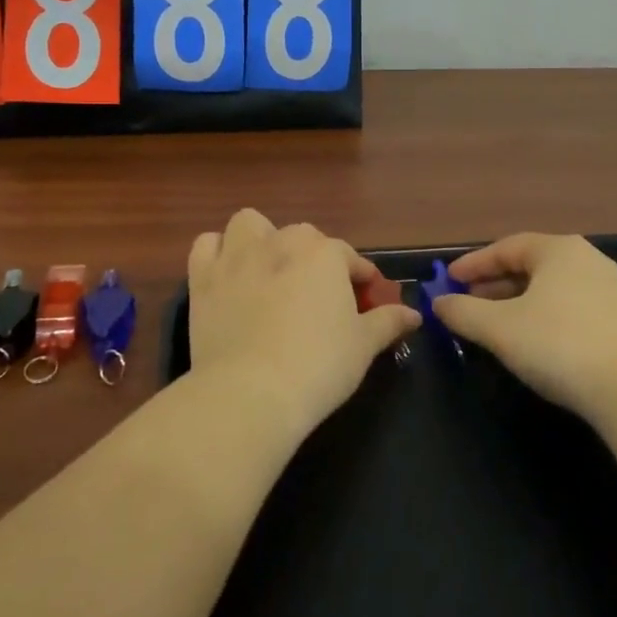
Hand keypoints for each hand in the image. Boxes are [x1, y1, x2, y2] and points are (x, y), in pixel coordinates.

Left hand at [188, 210, 420, 439]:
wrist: (251, 392)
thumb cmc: (318, 366)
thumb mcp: (363, 346)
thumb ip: (388, 322)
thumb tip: (413, 314)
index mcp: (323, 254)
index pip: (349, 258)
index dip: (360, 278)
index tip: (367, 300)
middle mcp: (280, 242)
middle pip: (302, 237)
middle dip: (313, 258)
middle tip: (318, 295)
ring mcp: (237, 256)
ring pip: (250, 224)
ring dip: (261, 239)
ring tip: (268, 270)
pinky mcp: (202, 277)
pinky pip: (206, 245)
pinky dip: (217, 253)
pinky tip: (227, 275)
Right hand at [432, 233, 616, 421]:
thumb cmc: (559, 346)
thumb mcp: (498, 329)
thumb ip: (462, 312)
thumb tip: (439, 303)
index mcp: (559, 250)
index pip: (506, 247)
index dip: (473, 264)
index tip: (448, 281)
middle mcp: (588, 260)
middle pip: (531, 266)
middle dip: (495, 285)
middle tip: (468, 303)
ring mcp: (612, 290)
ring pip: (552, 289)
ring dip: (518, 302)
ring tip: (496, 326)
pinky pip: (572, 308)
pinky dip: (545, 316)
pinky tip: (535, 342)